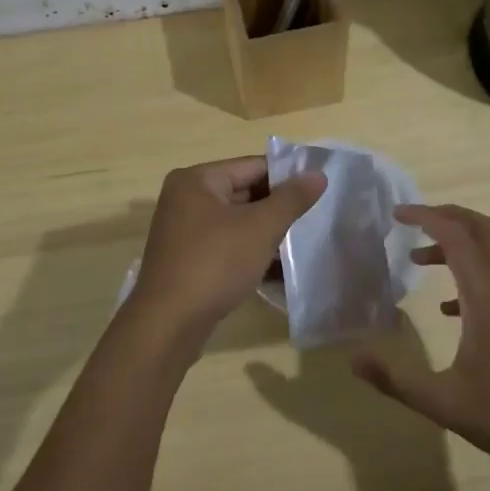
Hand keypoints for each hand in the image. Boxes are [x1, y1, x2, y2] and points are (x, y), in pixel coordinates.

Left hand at [130, 156, 325, 340]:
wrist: (169, 323)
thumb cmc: (215, 263)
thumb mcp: (260, 228)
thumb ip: (291, 199)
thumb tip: (318, 174)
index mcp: (197, 180)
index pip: (252, 166)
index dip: (288, 176)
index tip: (320, 188)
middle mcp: (185, 199)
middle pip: (243, 193)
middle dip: (278, 207)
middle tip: (316, 217)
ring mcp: (184, 232)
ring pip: (237, 223)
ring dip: (267, 233)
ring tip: (304, 242)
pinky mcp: (188, 260)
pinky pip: (227, 246)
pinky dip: (250, 252)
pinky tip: (280, 269)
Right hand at [353, 203, 489, 474]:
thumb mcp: (445, 404)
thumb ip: (397, 380)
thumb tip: (354, 359)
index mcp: (487, 299)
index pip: (458, 238)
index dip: (427, 217)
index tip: (397, 213)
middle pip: (486, 231)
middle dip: (450, 215)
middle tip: (415, 220)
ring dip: (458, 247)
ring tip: (420, 262)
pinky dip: (471, 280)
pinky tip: (451, 313)